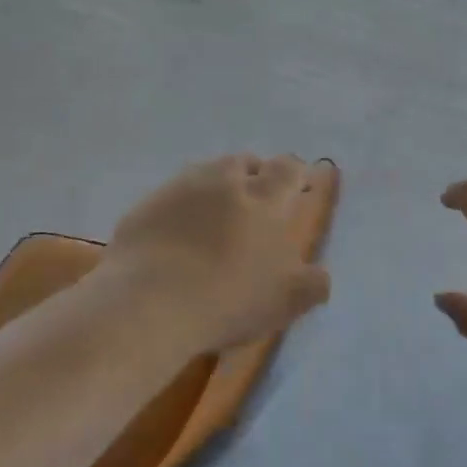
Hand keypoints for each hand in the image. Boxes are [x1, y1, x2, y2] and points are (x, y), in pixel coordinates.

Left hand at [106, 154, 333, 352]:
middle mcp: (223, 181)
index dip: (294, 173)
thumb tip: (321, 275)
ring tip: (214, 216)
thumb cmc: (228, 299)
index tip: (297, 187)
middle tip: (254, 201)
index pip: (286, 169)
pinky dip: (180, 208)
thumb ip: (310, 284)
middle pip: (243, 162)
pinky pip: (170, 197)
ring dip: (215, 187)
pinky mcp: (145, 206)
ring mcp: (180, 189)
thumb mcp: (284, 301)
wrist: (148, 303)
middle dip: (253, 175)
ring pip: (205, 174)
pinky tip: (177, 235)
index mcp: (264, 198)